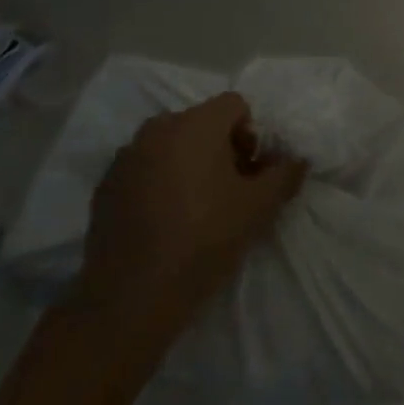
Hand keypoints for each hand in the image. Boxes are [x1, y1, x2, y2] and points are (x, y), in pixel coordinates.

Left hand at [76, 93, 306, 342]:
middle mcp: (158, 128)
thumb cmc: (203, 241)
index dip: (251, 135)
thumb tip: (297, 159)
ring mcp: (126, 156)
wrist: (131, 299)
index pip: (235, 105)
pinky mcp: (105, 186)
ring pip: (171, 145)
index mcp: (196, 124)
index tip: (250, 173)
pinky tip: (164, 222)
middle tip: (229, 192)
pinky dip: (159, 182)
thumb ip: (284, 175)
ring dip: (189, 164)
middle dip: (220, 149)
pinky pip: (144, 168)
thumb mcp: (258, 209)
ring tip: (196, 209)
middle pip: (202, 123)